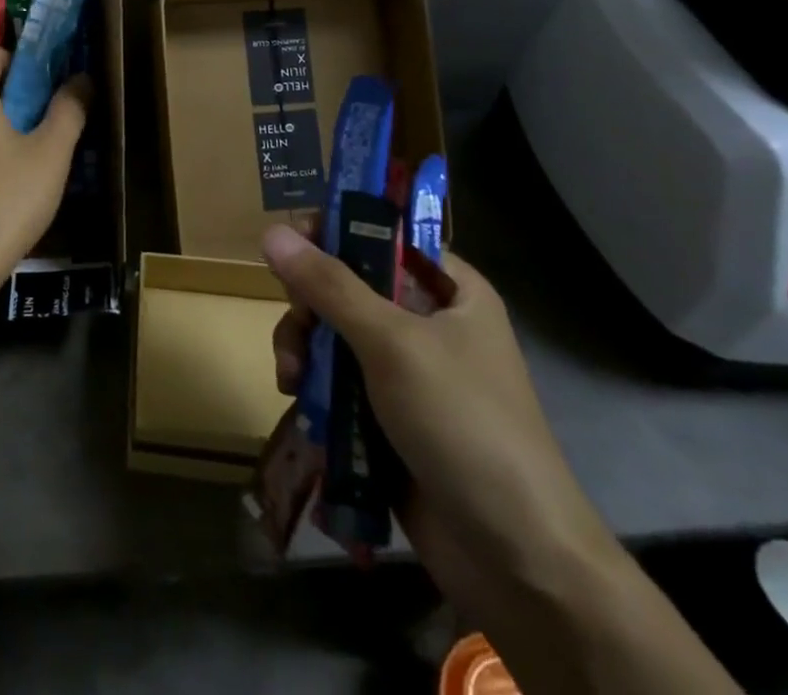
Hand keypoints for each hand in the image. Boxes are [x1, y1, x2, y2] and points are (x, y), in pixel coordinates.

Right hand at [263, 226, 623, 630]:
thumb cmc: (465, 426)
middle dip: (309, 304)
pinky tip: (298, 399)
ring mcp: (404, 369)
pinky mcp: (385, 412)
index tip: (289, 243)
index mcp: (449, 290)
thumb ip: (330, 286)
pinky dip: (313, 383)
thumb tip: (271, 231)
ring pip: (332, 331)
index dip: (334, 229)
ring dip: (304, 347)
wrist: (516, 559)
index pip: (382, 233)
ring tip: (292, 377)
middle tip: (296, 325)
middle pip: (346, 283)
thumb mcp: (393, 344)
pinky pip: (335, 377)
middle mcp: (426, 320)